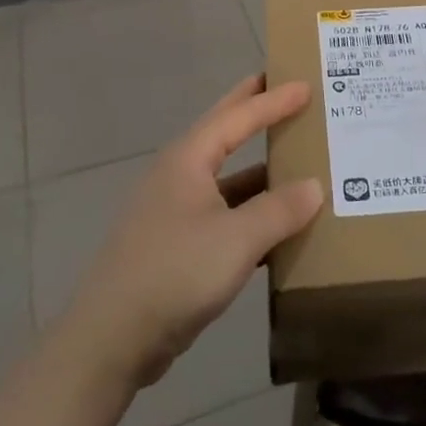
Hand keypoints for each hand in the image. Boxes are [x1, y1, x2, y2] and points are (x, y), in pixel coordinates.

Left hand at [53, 75, 322, 393]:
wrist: (110, 340)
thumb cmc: (174, 273)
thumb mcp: (237, 239)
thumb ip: (279, 210)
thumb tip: (315, 186)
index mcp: (188, 159)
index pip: (238, 117)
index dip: (273, 100)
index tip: (306, 85)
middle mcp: (178, 175)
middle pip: (223, 132)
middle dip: (253, 110)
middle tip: (285, 89)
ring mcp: (174, 211)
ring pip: (226, 178)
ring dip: (258, 168)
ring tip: (294, 157)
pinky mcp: (175, 245)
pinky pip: (223, 213)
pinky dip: (250, 210)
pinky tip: (276, 224)